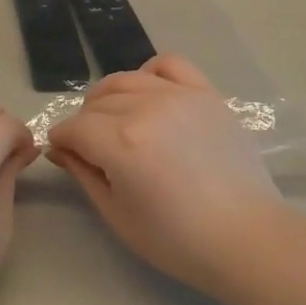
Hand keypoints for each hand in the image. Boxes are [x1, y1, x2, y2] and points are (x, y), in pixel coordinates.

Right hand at [48, 55, 284, 297]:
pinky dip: (150, 73)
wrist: (247, 238)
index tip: (62, 152)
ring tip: (117, 120)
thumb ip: (84, 174)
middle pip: (97, 103)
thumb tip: (59, 149)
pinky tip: (150, 95)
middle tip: (92, 148)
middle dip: (85, 123)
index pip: (75, 127)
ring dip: (110, 97)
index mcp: (121, 142)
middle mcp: (145, 107)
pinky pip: (168, 64)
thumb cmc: (178, 240)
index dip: (62, 140)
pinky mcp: (205, 93)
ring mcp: (178, 95)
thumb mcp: (118, 216)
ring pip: (125, 80)